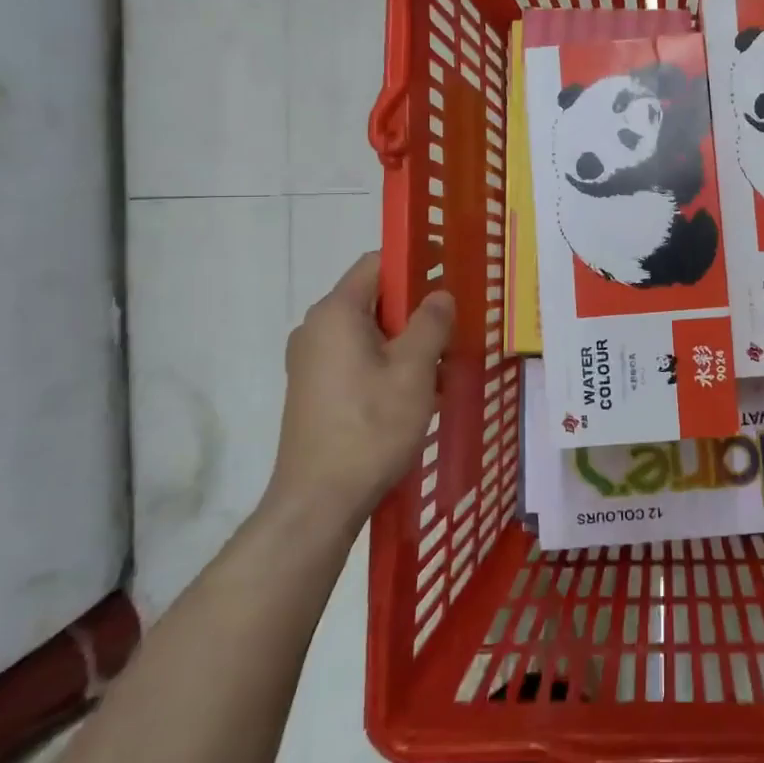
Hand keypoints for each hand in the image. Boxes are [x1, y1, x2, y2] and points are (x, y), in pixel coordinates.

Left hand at [266, 252, 454, 527]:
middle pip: (373, 297)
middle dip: (415, 307)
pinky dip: (387, 362)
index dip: (415, 260)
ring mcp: (310, 361)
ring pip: (368, 331)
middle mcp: (316, 329)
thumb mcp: (414, 370)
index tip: (449, 270)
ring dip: (405, 339)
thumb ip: (431, 323)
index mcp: (336, 313)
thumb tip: (439, 295)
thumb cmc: (370, 428)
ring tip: (440, 364)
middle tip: (453, 325)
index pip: (377, 263)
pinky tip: (414, 391)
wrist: (317, 502)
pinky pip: (356, 357)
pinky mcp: (313, 389)